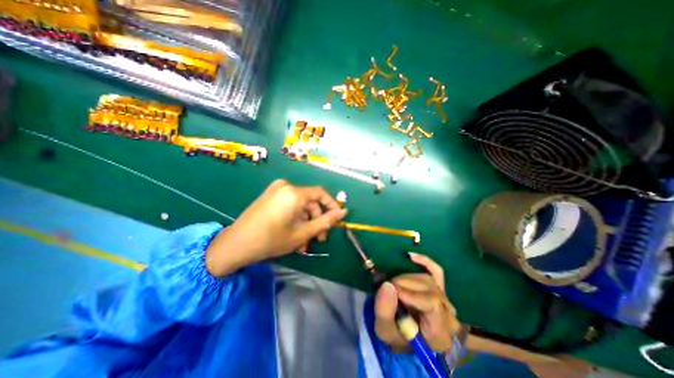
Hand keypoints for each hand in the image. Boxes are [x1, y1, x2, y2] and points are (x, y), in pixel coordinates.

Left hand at [206, 179, 346, 276]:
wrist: (236, 244)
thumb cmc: (272, 239)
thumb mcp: (304, 233)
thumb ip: (326, 221)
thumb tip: (343, 212)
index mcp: (294, 193)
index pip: (321, 194)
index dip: (332, 206)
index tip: (336, 219)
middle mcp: (286, 186)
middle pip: (310, 202)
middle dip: (316, 221)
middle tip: (319, 239)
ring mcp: (276, 190)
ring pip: (300, 206)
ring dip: (306, 223)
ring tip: (304, 243)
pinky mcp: (270, 196)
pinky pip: (290, 205)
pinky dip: (295, 219)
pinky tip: (294, 235)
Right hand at [373, 253, 464, 352]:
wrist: (407, 333)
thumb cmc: (397, 334)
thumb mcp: (385, 330)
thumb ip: (384, 311)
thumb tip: (387, 284)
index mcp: (439, 332)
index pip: (432, 304)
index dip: (411, 294)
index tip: (393, 291)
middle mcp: (448, 314)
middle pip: (429, 288)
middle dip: (404, 284)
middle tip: (388, 289)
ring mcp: (445, 298)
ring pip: (427, 278)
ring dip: (406, 278)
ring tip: (394, 286)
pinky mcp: (440, 287)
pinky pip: (436, 270)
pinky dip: (424, 261)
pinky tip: (411, 256)